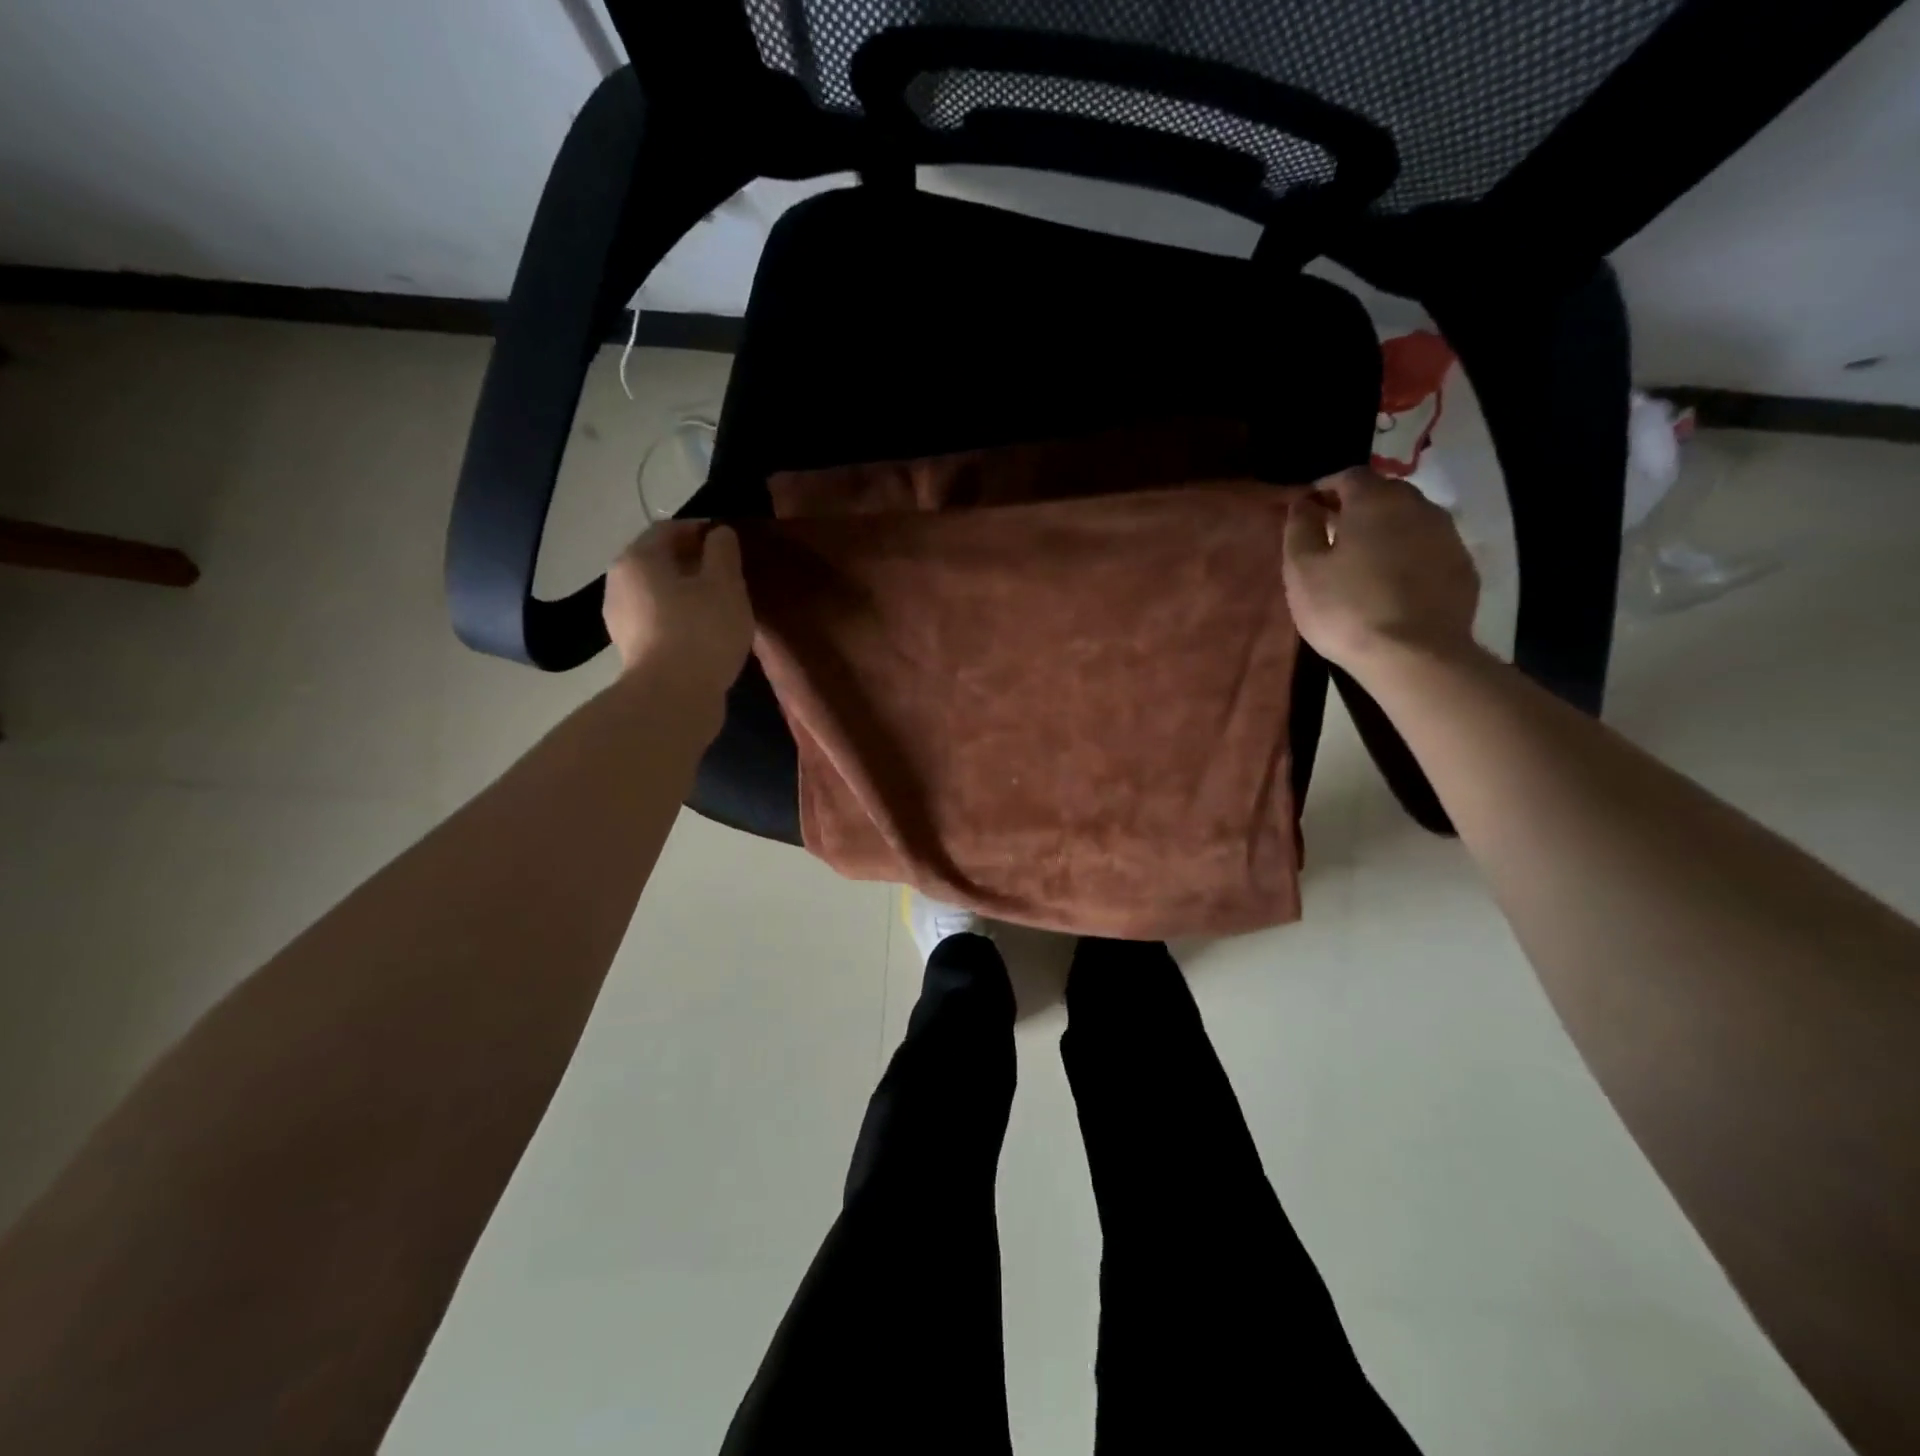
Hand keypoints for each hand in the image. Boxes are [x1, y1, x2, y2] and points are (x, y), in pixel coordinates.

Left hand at [602, 521, 753, 696]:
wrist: (673, 697)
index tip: (728, 541)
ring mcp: (620, 618)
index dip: (700, 530)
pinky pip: (657, 619)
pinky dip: (678, 617)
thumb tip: (719, 533)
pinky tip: (704, 631)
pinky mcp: (631, 648)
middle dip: (692, 561)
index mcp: (638, 558)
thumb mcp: (725, 584)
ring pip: (657, 592)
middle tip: (727, 573)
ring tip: (718, 604)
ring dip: (685, 592)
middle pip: (658, 560)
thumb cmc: (702, 631)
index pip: (668, 529)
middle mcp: (619, 582)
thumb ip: (723, 552)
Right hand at [1282, 468, 1479, 674]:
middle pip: (1383, 493)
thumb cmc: (1347, 609)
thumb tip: (1303, 504)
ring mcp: (1447, 535)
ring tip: (1363, 561)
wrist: (1415, 656)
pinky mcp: (1462, 566)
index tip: (1308, 510)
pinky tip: (1393, 583)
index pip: (1348, 476)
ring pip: (1409, 519)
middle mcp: (1418, 505)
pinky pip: (1428, 548)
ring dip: (1385, 530)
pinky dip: (1408, 554)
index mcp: (1375, 500)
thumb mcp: (1302, 571)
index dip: (1324, 489)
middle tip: (1333, 535)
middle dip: (1357, 507)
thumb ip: (1299, 529)